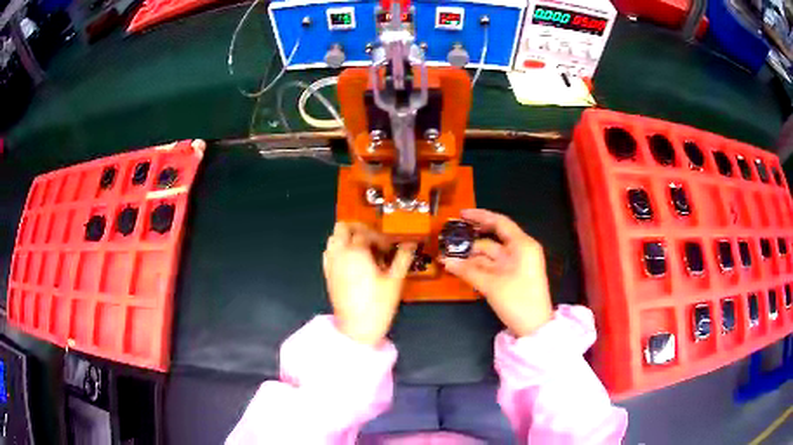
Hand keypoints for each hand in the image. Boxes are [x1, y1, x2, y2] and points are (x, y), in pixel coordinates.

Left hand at [323, 222, 414, 345]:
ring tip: (363, 251)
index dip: (380, 238)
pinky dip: (338, 249)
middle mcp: (340, 253)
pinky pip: (328, 252)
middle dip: (359, 229)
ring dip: (347, 238)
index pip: (367, 232)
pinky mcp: (327, 274)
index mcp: (356, 252)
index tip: (390, 249)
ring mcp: (331, 263)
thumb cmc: (378, 304)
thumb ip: (403, 258)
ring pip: (333, 238)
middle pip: (343, 227)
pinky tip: (351, 261)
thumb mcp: (395, 280)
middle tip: (374, 241)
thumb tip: (410, 244)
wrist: (357, 328)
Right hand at [441, 209, 551, 336]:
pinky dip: (477, 267)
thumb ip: (467, 271)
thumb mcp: (492, 285)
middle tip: (449, 237)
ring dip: (471, 256)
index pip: (499, 222)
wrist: (535, 327)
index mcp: (522, 245)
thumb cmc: (518, 301)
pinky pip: (492, 267)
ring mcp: (516, 265)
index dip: (480, 216)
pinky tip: (460, 268)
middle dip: (470, 240)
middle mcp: (520, 251)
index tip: (461, 215)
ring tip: (448, 256)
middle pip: (492, 239)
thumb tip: (445, 260)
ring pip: (490, 255)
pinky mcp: (512, 277)